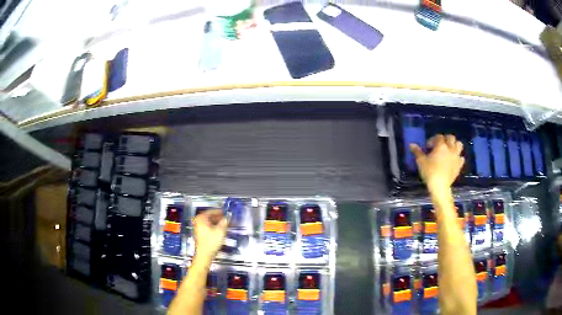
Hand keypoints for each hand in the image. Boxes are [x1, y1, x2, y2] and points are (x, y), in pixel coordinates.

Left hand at [193, 209, 227, 259]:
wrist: (205, 254)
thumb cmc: (210, 243)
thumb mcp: (220, 231)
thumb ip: (225, 222)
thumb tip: (228, 217)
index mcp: (201, 218)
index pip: (212, 211)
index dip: (220, 212)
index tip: (226, 212)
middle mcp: (198, 221)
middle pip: (211, 216)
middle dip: (220, 218)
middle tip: (227, 219)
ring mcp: (198, 227)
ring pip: (210, 222)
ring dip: (218, 222)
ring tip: (225, 225)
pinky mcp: (200, 233)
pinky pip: (208, 226)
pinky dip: (214, 226)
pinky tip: (220, 230)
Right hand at [410, 134, 464, 192]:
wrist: (440, 187)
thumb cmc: (430, 172)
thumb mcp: (421, 162)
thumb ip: (417, 152)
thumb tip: (411, 144)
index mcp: (441, 145)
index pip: (438, 137)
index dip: (433, 140)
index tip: (428, 147)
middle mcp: (450, 148)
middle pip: (451, 137)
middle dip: (445, 139)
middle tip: (440, 146)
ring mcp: (456, 156)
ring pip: (459, 144)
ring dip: (454, 146)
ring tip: (449, 151)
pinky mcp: (459, 165)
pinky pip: (461, 158)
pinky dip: (458, 157)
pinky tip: (453, 161)